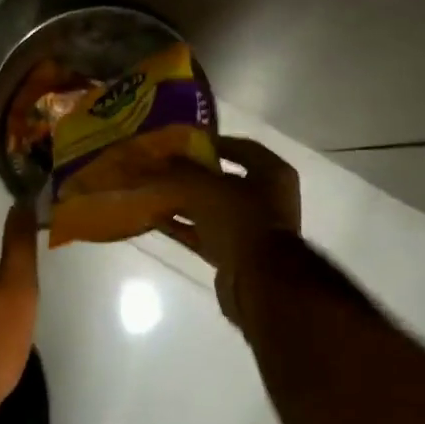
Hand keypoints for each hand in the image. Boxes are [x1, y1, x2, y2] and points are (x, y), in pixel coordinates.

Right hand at [150, 136, 301, 324]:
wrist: (259, 282)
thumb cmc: (240, 220)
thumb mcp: (205, 187)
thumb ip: (181, 171)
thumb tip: (161, 159)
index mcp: (272, 173)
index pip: (240, 147)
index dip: (210, 142)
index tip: (181, 141)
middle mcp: (266, 198)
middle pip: (223, 179)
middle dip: (192, 174)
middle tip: (162, 166)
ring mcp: (251, 228)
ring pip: (211, 207)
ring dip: (184, 201)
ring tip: (152, 191)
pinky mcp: (235, 253)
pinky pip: (204, 232)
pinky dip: (183, 226)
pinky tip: (156, 219)